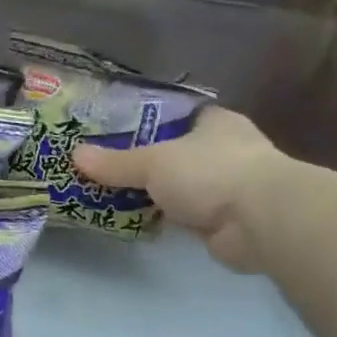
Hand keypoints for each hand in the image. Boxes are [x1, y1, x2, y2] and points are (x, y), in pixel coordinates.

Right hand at [72, 106, 285, 271]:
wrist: (260, 221)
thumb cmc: (210, 172)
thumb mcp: (153, 162)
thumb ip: (116, 162)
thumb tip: (75, 156)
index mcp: (214, 123)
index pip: (177, 114)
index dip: (147, 120)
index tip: (113, 129)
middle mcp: (224, 150)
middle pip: (175, 151)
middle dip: (144, 160)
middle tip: (103, 164)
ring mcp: (227, 187)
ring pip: (179, 185)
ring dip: (154, 192)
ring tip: (109, 192)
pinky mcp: (224, 221)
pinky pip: (183, 215)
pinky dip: (164, 217)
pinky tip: (134, 219)